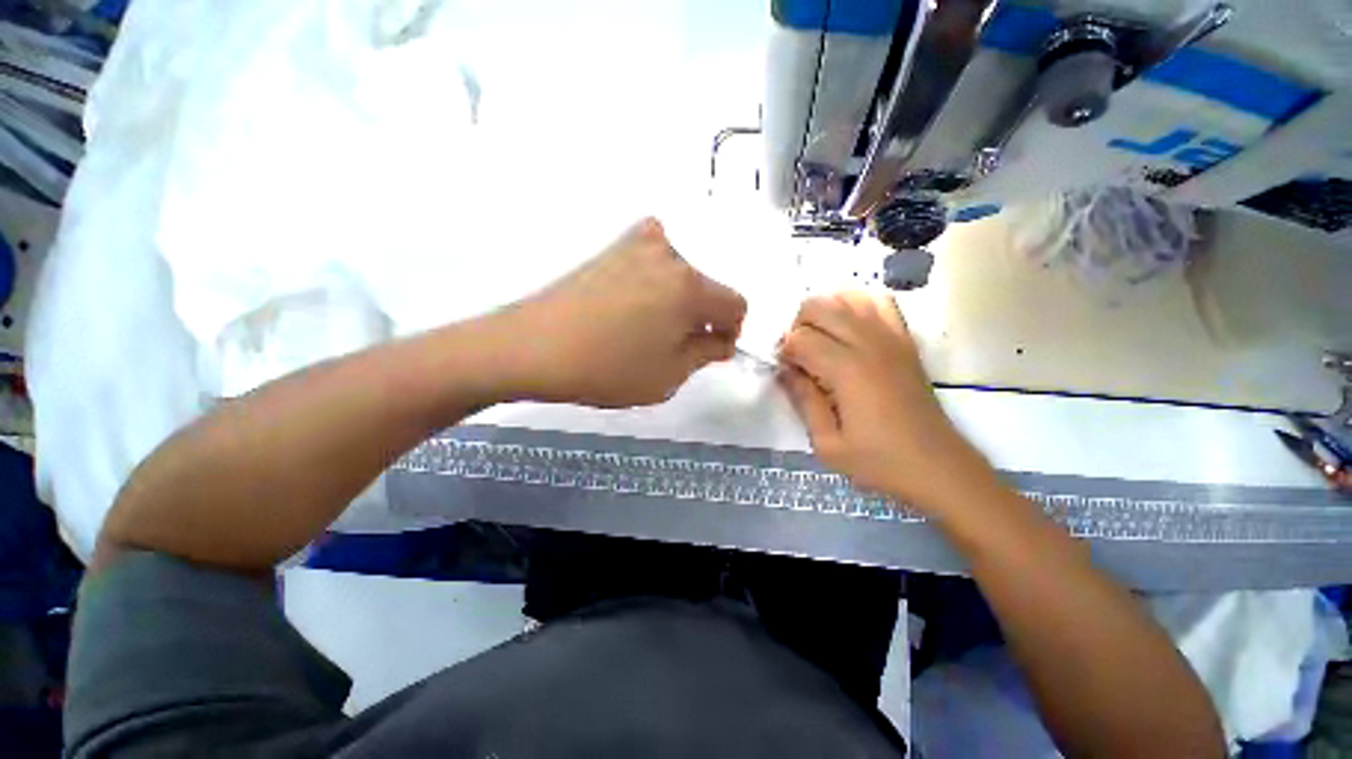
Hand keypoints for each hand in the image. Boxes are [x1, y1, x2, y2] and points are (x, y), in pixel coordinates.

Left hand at [503, 218, 746, 407]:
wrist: (532, 346)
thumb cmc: (607, 369)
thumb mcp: (668, 376)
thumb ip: (706, 354)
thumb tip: (720, 340)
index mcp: (690, 287)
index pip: (736, 304)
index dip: (729, 332)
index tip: (709, 351)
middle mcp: (670, 255)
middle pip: (707, 288)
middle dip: (701, 317)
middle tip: (673, 345)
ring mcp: (636, 244)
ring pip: (681, 275)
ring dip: (677, 300)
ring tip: (647, 328)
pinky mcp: (612, 247)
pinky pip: (653, 261)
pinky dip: (655, 281)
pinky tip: (633, 304)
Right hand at [776, 291, 995, 513]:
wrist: (937, 467)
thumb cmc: (879, 461)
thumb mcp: (827, 443)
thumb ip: (802, 400)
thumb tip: (784, 371)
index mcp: (846, 369)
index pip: (800, 338)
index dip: (784, 352)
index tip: (786, 372)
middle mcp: (868, 343)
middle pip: (819, 307)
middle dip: (798, 326)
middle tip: (799, 356)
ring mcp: (891, 337)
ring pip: (848, 297)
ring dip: (825, 311)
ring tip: (821, 339)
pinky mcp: (906, 341)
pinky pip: (880, 302)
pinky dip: (858, 305)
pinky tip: (850, 327)